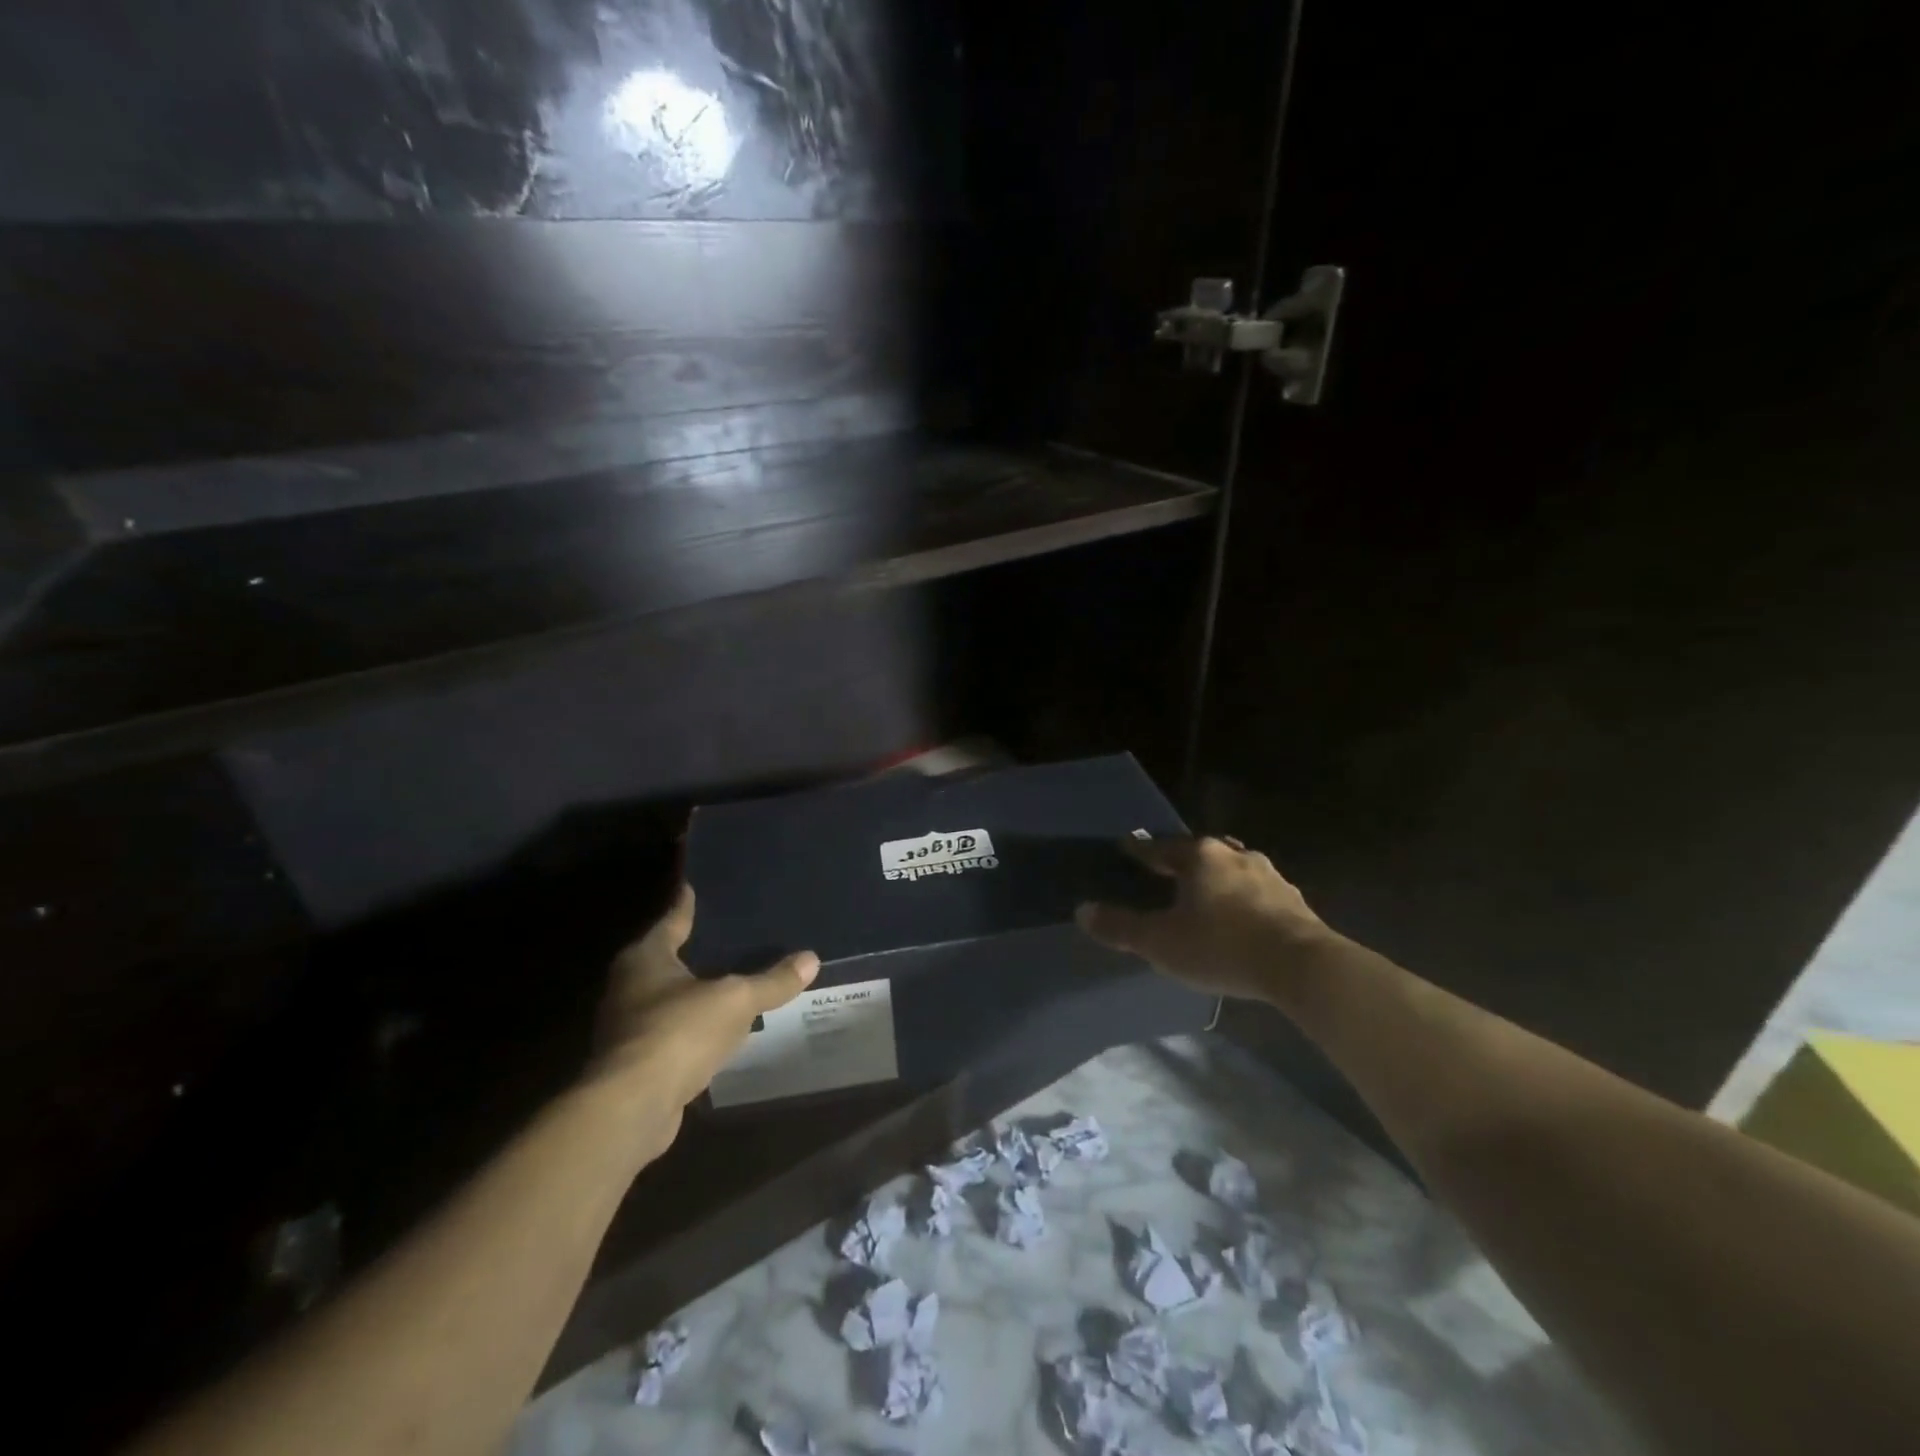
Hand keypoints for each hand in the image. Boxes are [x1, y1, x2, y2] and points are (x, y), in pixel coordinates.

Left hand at [588, 884, 818, 1134]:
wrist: (632, 1108)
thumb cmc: (679, 1032)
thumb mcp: (736, 1000)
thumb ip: (772, 981)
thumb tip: (811, 959)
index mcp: (646, 958)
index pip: (672, 919)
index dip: (688, 904)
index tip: (696, 886)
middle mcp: (630, 987)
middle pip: (668, 959)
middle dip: (696, 950)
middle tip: (732, 935)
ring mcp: (629, 1027)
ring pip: (670, 998)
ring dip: (696, 993)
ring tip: (733, 980)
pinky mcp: (637, 1063)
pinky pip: (674, 1033)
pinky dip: (695, 1028)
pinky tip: (721, 1028)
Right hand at [1074, 836, 1332, 1001]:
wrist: (1301, 966)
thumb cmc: (1222, 946)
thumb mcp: (1161, 941)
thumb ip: (1121, 927)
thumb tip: (1082, 910)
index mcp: (1200, 856)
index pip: (1160, 848)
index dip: (1140, 851)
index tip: (1126, 848)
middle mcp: (1234, 855)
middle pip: (1200, 851)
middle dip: (1182, 859)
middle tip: (1166, 870)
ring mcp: (1269, 875)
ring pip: (1232, 867)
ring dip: (1217, 876)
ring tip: (1205, 892)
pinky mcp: (1294, 900)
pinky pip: (1257, 890)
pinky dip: (1242, 897)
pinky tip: (1240, 915)